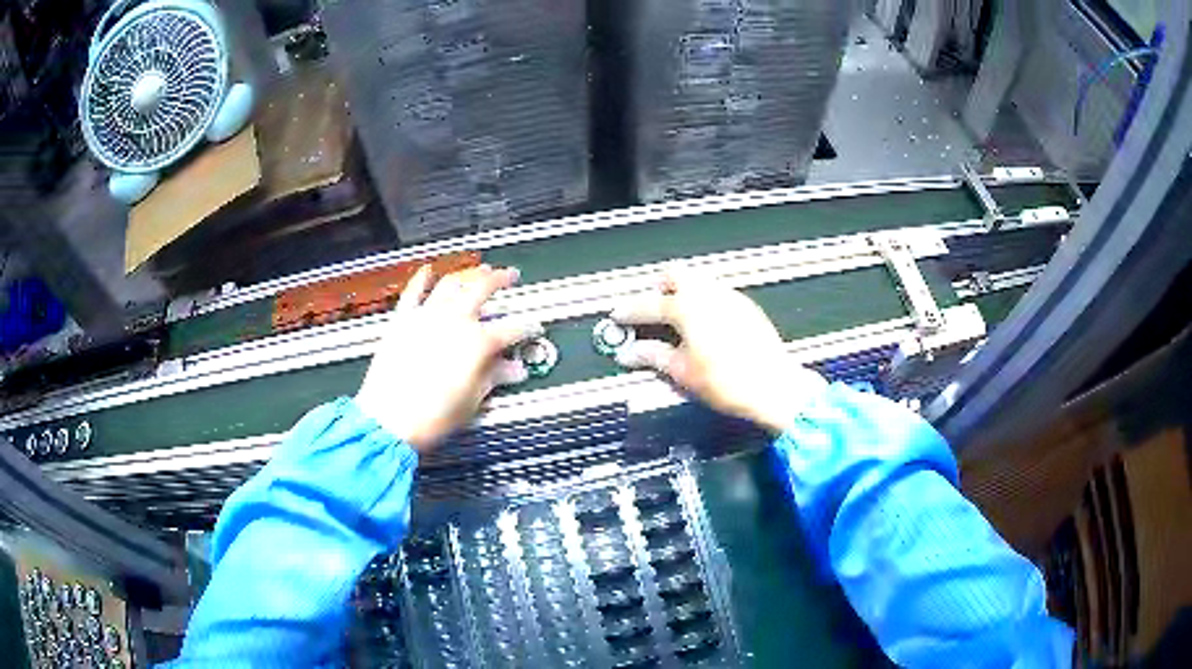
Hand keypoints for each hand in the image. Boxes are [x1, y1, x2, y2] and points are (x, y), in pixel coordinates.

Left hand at [356, 265, 541, 451]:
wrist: (390, 419)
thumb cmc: (432, 415)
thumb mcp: (473, 400)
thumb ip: (495, 377)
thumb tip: (514, 370)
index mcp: (477, 342)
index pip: (512, 329)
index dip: (527, 327)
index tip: (534, 327)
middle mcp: (454, 321)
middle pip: (483, 289)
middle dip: (501, 279)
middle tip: (511, 275)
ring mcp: (427, 316)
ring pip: (452, 283)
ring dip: (469, 273)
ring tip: (480, 269)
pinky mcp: (403, 319)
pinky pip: (414, 291)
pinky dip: (422, 278)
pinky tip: (429, 270)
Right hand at [611, 268, 826, 433]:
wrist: (773, 387)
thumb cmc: (727, 381)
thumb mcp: (682, 372)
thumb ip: (653, 356)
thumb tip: (630, 353)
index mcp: (688, 307)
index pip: (649, 304)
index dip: (629, 311)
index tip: (618, 316)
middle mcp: (709, 294)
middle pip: (676, 275)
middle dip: (658, 288)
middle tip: (650, 309)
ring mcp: (730, 298)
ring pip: (699, 281)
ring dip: (683, 292)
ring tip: (675, 318)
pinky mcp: (747, 308)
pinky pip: (717, 293)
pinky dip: (703, 301)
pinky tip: (703, 325)